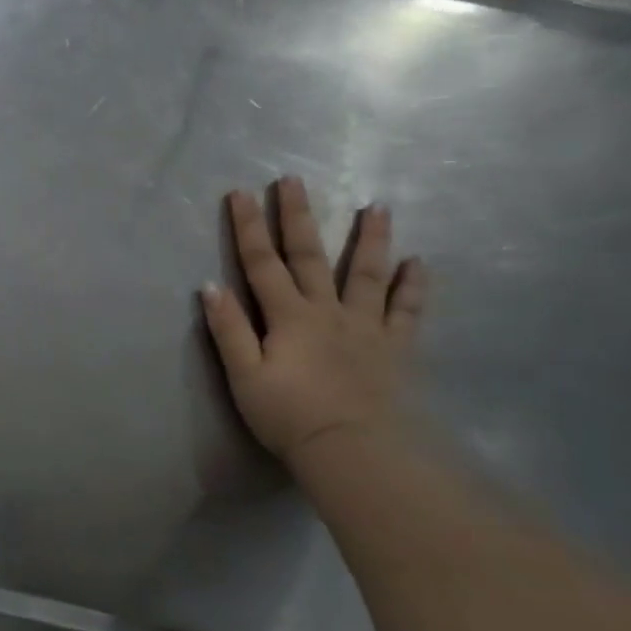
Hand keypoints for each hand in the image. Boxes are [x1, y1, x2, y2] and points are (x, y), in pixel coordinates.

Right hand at [200, 178, 427, 467]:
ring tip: (377, 206)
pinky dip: (414, 285)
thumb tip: (210, 286)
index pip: (261, 262)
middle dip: (298, 216)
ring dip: (370, 238)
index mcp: (288, 316)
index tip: (240, 192)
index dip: (247, 227)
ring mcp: (366, 326)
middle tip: (294, 180)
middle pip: (310, 255)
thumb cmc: (289, 415)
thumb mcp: (244, 376)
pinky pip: (407, 310)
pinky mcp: (395, 347)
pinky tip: (419, 262)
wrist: (354, 451)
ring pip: (367, 273)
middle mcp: (327, 310)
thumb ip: (229, 329)